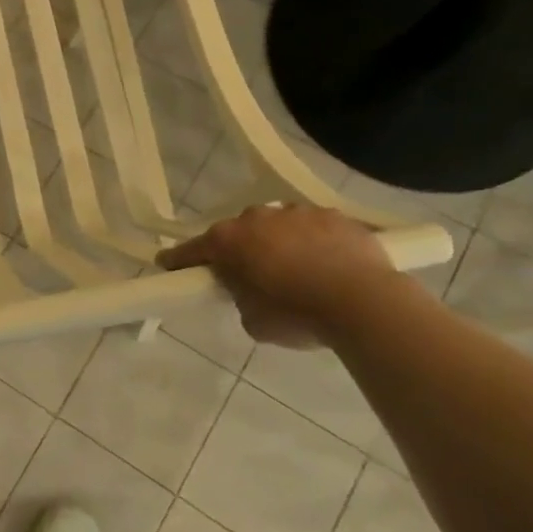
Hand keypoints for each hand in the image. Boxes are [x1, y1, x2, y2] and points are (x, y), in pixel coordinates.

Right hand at [158, 204, 399, 347]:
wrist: (365, 303)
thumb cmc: (297, 315)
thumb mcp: (253, 319)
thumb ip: (240, 296)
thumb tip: (248, 287)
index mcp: (229, 240)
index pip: (192, 249)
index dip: (179, 259)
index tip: (167, 264)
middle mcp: (258, 217)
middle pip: (239, 232)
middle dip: (240, 250)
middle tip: (250, 276)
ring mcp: (298, 212)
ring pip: (278, 226)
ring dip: (279, 243)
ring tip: (297, 271)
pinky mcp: (335, 216)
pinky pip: (315, 228)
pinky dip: (315, 243)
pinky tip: (328, 265)